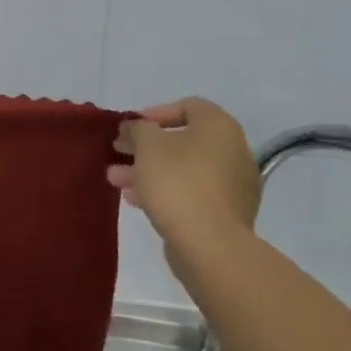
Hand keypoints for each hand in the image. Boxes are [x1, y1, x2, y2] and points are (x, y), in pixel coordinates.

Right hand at [108, 98, 261, 269]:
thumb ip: (137, 129)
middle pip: (183, 141)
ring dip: (148, 171)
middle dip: (145, 147)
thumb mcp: (147, 145)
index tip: (131, 128)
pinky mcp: (226, 214)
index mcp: (220, 127)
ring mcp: (233, 185)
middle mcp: (233, 151)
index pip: (188, 106)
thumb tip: (135, 128)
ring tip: (116, 180)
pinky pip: (191, 193)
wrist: (210, 245)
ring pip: (183, 169)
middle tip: (118, 152)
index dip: (155, 113)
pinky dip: (165, 191)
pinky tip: (136, 200)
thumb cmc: (178, 182)